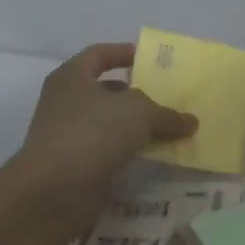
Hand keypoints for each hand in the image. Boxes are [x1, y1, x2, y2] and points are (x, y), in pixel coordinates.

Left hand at [8, 43, 197, 226]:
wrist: (53, 191)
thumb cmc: (92, 133)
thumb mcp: (139, 113)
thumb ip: (167, 114)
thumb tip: (190, 122)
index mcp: (72, 77)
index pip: (98, 54)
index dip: (122, 53)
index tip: (148, 59)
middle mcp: (65, 102)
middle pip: (105, 91)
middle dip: (136, 94)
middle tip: (167, 98)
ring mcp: (68, 136)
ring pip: (108, 124)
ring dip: (135, 127)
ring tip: (168, 129)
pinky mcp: (75, 165)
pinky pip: (108, 151)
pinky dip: (128, 152)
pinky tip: (154, 156)